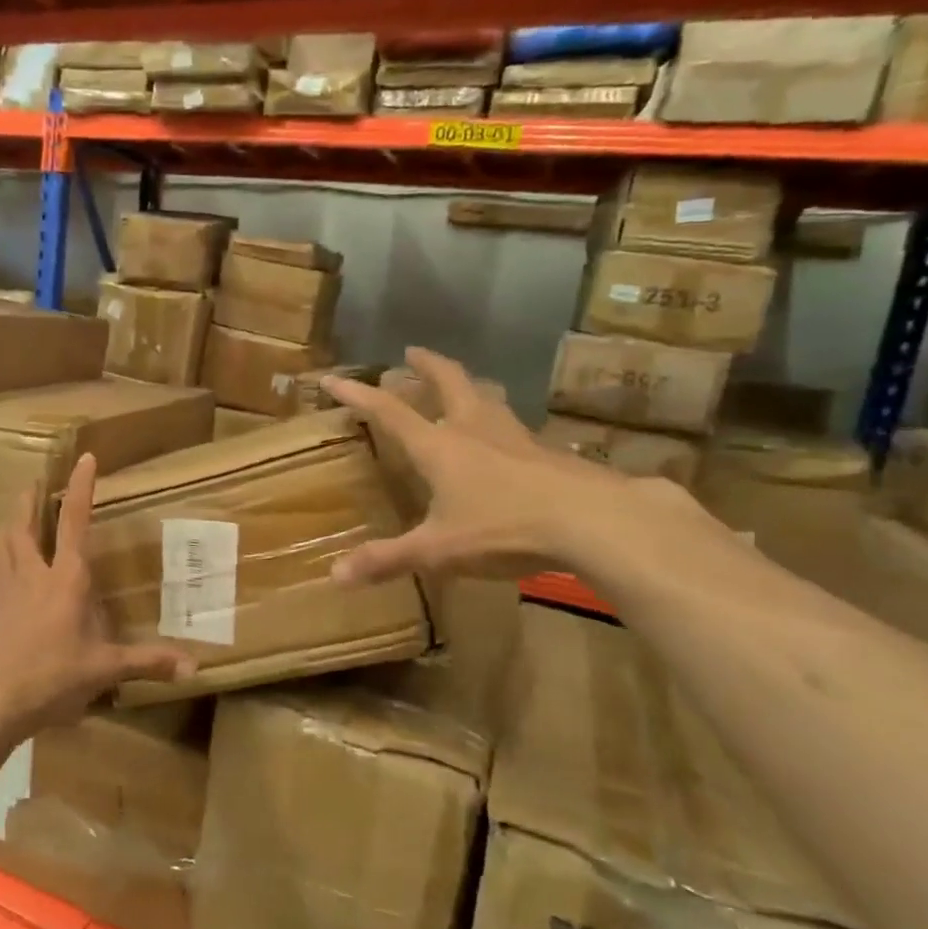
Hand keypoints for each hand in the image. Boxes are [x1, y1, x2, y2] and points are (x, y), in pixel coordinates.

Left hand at [0, 453, 194, 735]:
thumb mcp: (103, 670)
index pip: (73, 521)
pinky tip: (8, 565)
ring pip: (4, 541)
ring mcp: (6, 590)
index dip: (80, 487)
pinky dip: (3, 552)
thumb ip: (147, 662)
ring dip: (12, 520)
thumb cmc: (49, 678)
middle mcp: (32, 574)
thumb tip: (193, 667)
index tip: (85, 458)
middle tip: (36, 481)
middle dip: (31, 499)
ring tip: (19, 512)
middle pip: (24, 523)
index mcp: (64, 579)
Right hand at [323, 347, 629, 583]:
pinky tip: (506, 440)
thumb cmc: (504, 528)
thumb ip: (388, 560)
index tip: (334, 378)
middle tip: (412, 352)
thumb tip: (335, 576)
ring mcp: (515, 437)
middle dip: (427, 365)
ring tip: (461, 385)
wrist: (593, 521)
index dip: (359, 395)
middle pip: (448, 383)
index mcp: (439, 447)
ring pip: (487, 397)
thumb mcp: (438, 550)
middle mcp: (474, 430)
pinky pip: (513, 427)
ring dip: (468, 385)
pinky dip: (499, 421)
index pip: (389, 412)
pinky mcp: (547, 452)